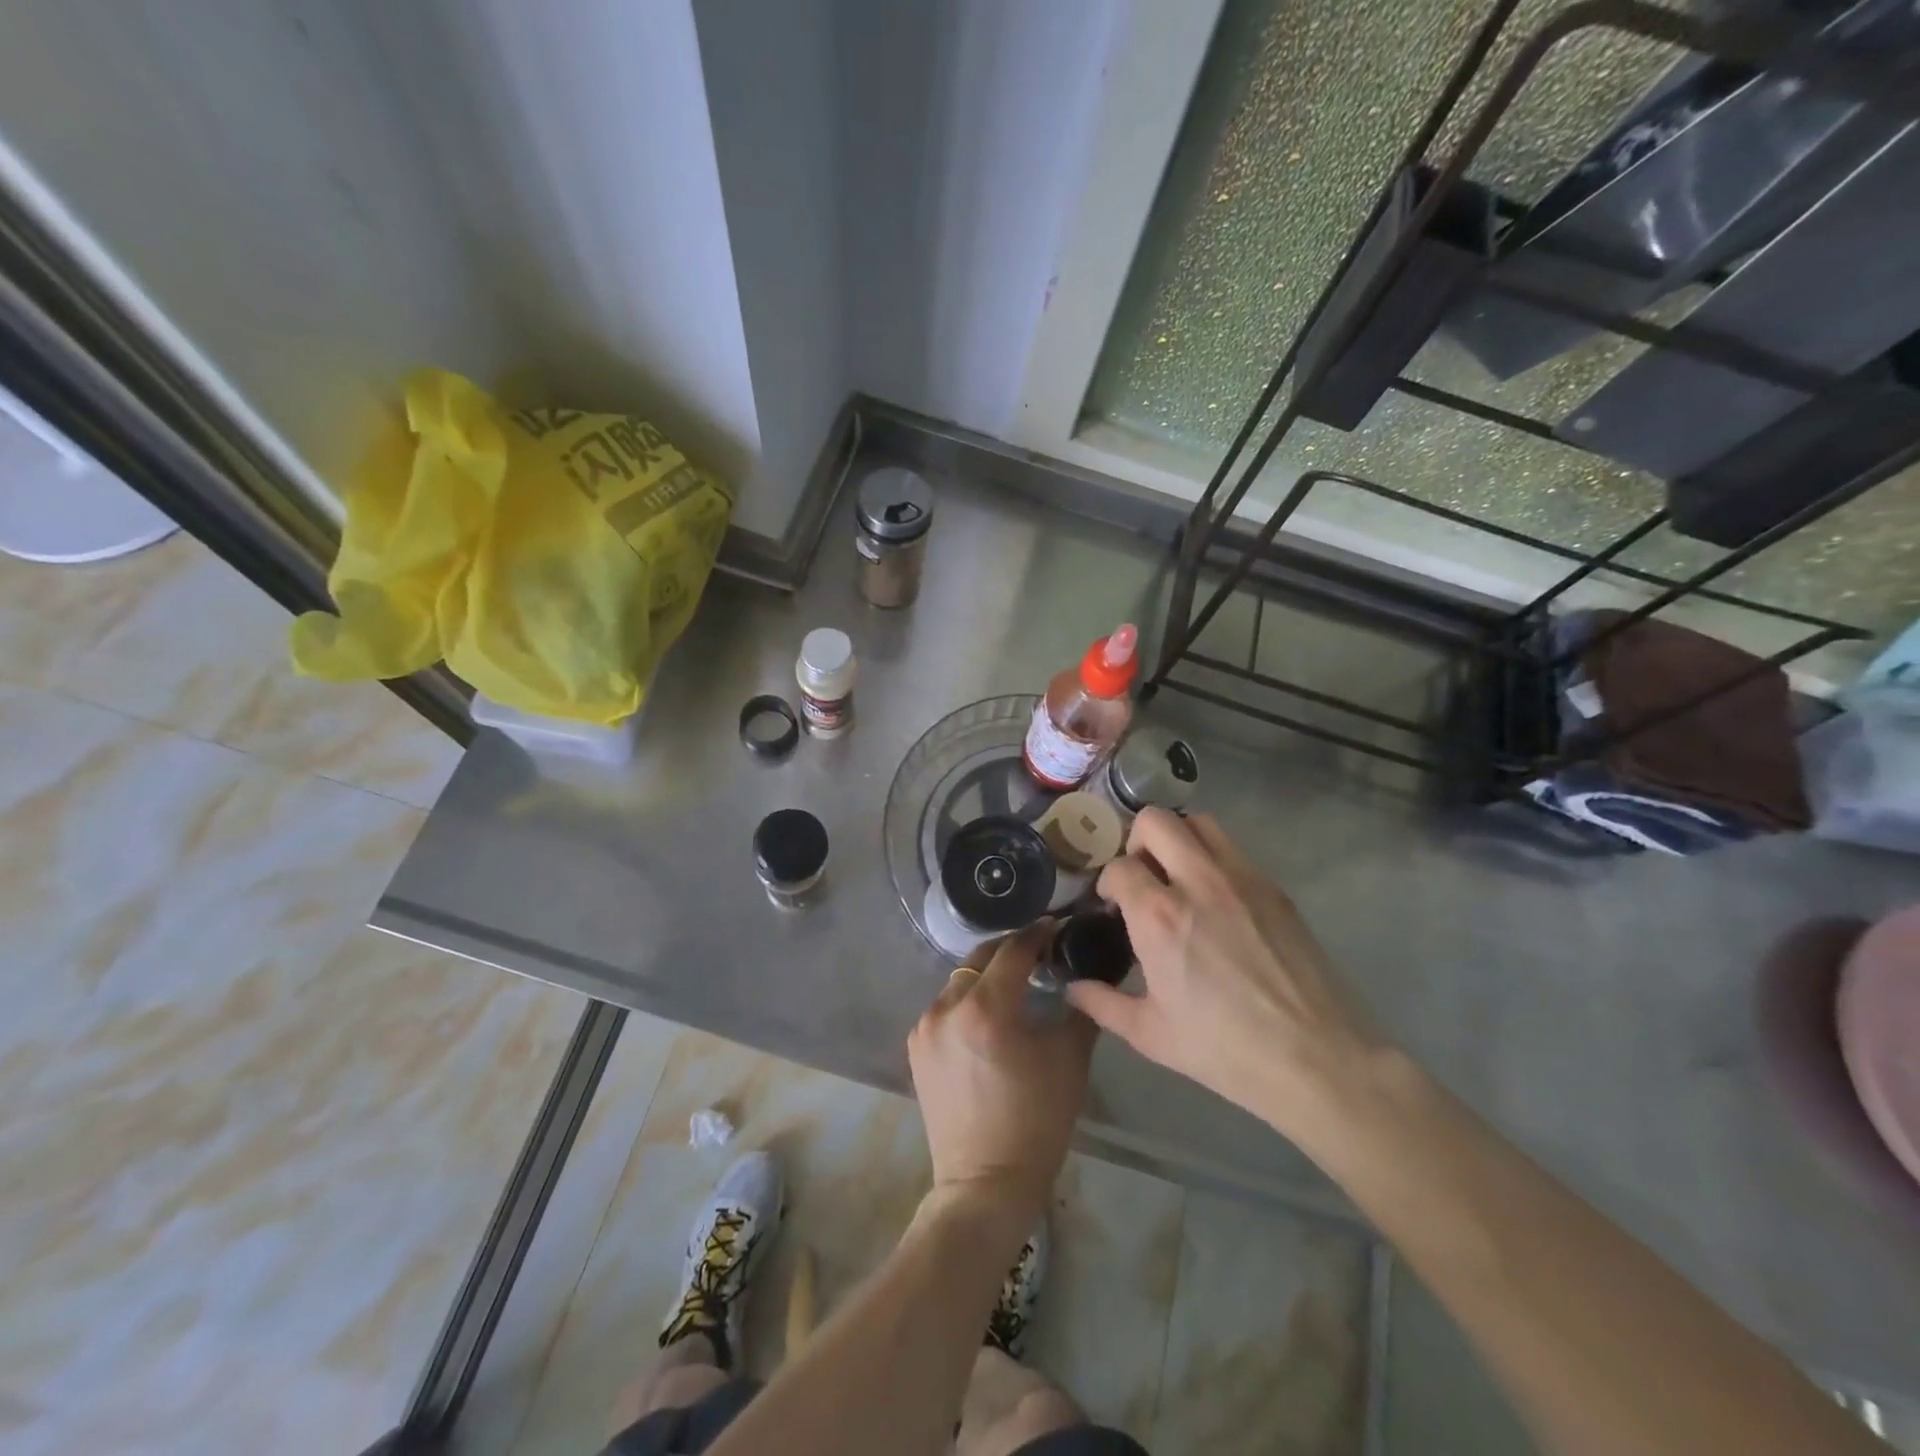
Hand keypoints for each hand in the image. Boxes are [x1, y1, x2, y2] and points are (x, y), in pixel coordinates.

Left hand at [907, 921, 1095, 1219]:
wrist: (985, 1183)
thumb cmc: (1037, 1121)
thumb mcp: (1069, 1060)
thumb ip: (1079, 1008)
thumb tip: (1086, 977)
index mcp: (986, 1007)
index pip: (1014, 950)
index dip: (1037, 934)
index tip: (1056, 925)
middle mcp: (947, 1006)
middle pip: (981, 958)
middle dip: (1011, 950)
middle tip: (1039, 952)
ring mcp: (925, 1026)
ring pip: (960, 981)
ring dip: (987, 976)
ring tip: (1015, 986)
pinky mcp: (916, 1046)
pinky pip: (945, 1006)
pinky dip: (967, 1001)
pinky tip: (988, 1017)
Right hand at [1065, 808, 1379, 1145]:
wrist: (1315, 1059)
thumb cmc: (1223, 1049)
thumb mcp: (1149, 1034)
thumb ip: (1101, 1003)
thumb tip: (1071, 987)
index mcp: (1158, 916)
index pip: (1118, 866)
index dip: (1108, 883)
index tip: (1112, 906)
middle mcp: (1197, 882)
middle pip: (1155, 821)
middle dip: (1136, 841)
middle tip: (1142, 875)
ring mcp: (1240, 879)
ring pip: (1198, 822)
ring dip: (1178, 838)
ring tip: (1176, 875)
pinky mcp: (1273, 887)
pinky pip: (1232, 849)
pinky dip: (1212, 857)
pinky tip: (1216, 899)